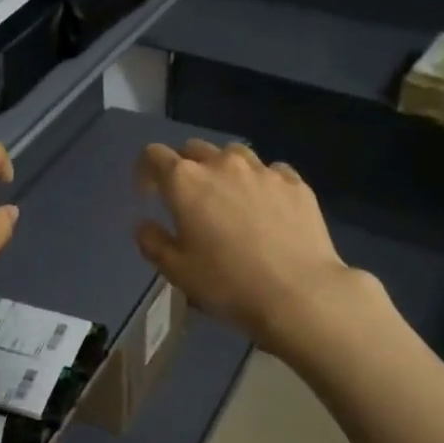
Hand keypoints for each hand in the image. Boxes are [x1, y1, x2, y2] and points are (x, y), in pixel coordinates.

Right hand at [135, 140, 375, 356]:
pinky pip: (270, 171)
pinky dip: (260, 182)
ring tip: (229, 198)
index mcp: (185, 181)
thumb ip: (152, 242)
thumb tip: (145, 225)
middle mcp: (222, 164)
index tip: (149, 196)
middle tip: (188, 200)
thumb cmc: (227, 283)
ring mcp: (262, 170)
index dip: (146, 171)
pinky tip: (266, 207)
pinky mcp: (295, 182)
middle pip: (194, 149)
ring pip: (234, 154)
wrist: (298, 293)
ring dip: (223, 170)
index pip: (154, 155)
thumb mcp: (176, 271)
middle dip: (184, 168)